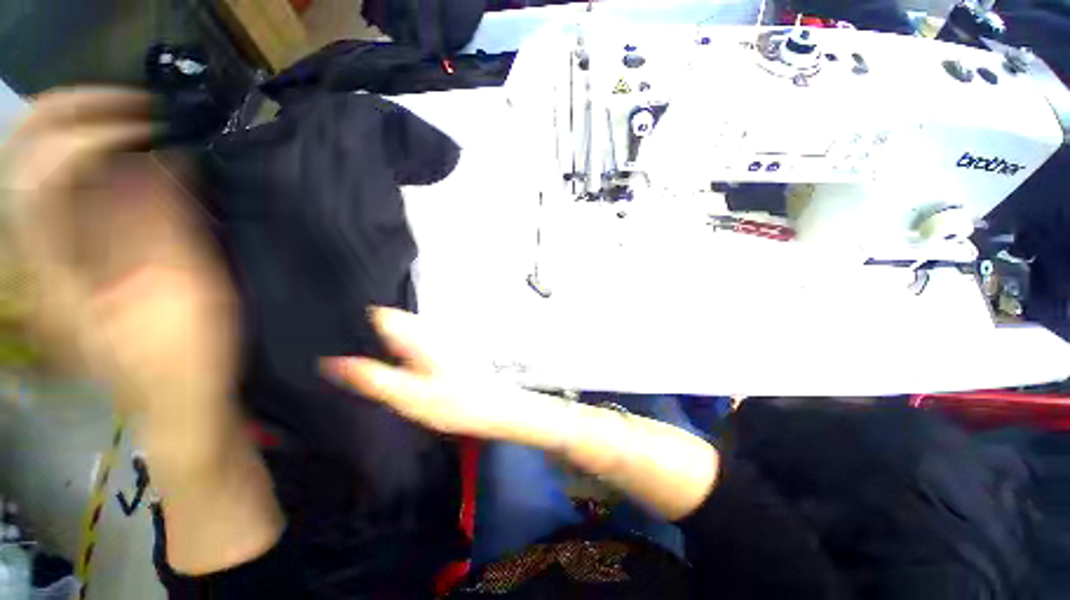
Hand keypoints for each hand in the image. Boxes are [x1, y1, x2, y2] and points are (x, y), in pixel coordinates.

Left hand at [1, 88, 236, 415]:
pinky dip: (86, 165)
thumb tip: (159, 158)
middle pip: (25, 156)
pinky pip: (58, 195)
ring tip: (133, 129)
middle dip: (78, 115)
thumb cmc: (185, 357)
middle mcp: (34, 257)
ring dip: (80, 134)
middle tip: (135, 109)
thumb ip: (162, 222)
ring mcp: (44, 261)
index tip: (152, 122)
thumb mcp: (185, 291)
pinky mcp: (66, 265)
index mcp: (56, 269)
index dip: (98, 129)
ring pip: (36, 169)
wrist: (175, 400)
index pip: (48, 167)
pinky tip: (124, 166)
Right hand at [325, 308, 539, 440]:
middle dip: (368, 334)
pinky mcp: (445, 346)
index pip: (378, 314)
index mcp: (417, 335)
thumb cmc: (453, 403)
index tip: (336, 338)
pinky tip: (398, 368)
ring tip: (369, 364)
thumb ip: (371, 377)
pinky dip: (401, 348)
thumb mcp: (407, 396)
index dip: (355, 321)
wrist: (493, 406)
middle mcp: (429, 328)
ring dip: (384, 341)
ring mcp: (439, 335)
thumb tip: (333, 362)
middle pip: (389, 320)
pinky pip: (415, 339)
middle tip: (348, 357)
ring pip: (402, 329)